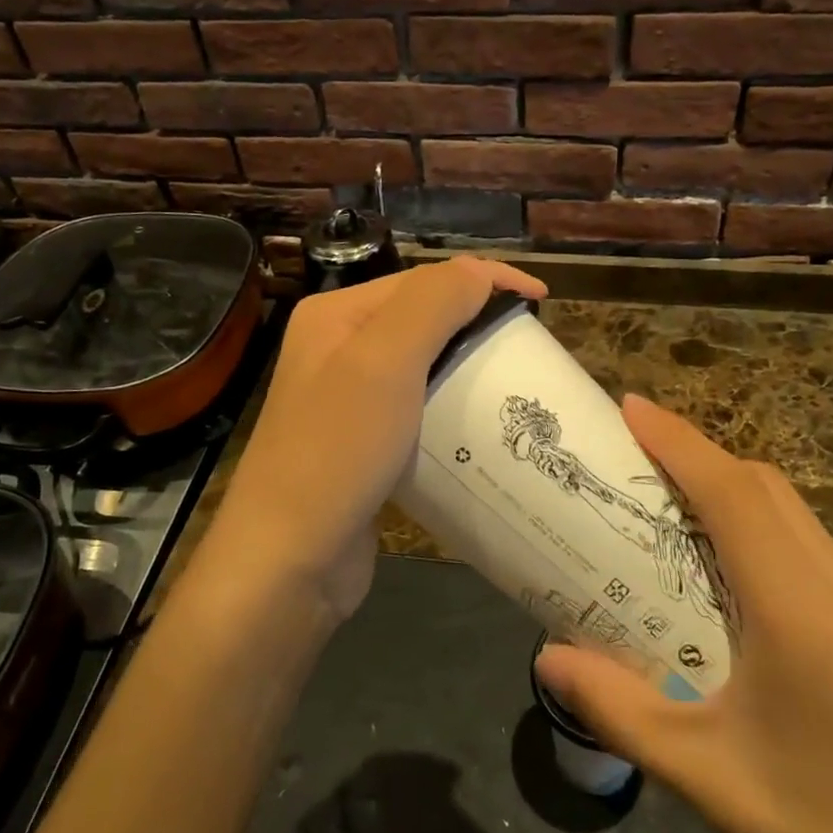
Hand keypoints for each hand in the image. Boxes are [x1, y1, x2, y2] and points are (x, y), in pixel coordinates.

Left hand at [208, 257, 545, 623]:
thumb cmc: (337, 450)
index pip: (423, 279)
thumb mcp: (385, 362)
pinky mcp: (363, 442)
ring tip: (514, 383)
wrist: (290, 560)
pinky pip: (418, 408)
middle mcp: (338, 347)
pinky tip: (478, 425)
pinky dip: (451, 407)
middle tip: (529, 347)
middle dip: (478, 322)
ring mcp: (348, 398)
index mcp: (337, 315)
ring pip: (423, 365)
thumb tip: (481, 272)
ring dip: (468, 366)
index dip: (485, 280)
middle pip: (423, 318)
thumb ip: (433, 303)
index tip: (543, 303)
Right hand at [534, 395, 832, 832]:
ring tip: (667, 500)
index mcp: (798, 609)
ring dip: (728, 486)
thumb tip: (548, 657)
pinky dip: (756, 521)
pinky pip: (806, 543)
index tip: (628, 408)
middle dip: (697, 453)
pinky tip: (725, 566)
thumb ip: (619, 710)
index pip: (731, 492)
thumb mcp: (705, 777)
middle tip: (632, 456)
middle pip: (763, 486)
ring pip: (790, 510)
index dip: (678, 440)